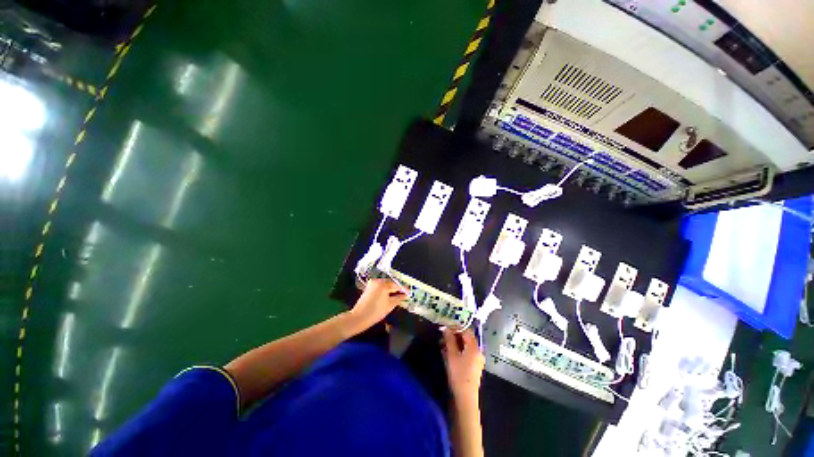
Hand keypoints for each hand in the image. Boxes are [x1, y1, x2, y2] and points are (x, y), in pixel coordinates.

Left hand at [350, 279, 407, 326]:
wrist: (359, 318)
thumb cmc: (376, 311)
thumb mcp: (390, 305)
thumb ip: (399, 298)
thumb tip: (405, 295)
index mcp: (383, 284)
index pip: (396, 285)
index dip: (403, 289)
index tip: (409, 292)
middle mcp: (377, 281)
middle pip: (390, 283)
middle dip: (397, 289)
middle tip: (404, 294)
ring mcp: (372, 284)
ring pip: (385, 285)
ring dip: (391, 290)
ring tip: (398, 296)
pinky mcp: (368, 288)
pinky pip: (380, 287)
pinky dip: (385, 291)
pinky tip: (389, 296)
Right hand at [442, 329, 484, 403]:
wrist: (465, 398)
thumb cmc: (458, 375)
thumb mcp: (452, 355)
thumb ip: (449, 339)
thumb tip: (445, 327)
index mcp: (474, 347)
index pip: (466, 330)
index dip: (455, 327)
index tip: (444, 329)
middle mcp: (478, 351)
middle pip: (466, 337)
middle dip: (454, 335)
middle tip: (442, 337)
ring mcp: (477, 359)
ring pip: (465, 345)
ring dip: (454, 343)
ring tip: (443, 346)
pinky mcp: (474, 365)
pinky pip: (466, 352)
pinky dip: (458, 350)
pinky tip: (448, 353)